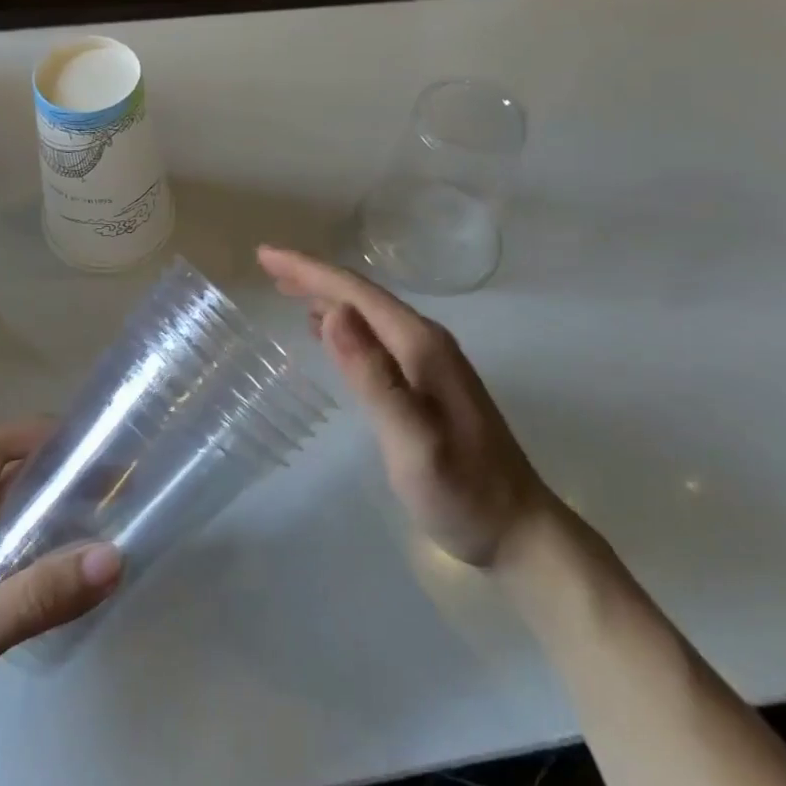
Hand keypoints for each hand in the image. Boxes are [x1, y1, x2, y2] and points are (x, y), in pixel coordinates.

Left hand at [0, 423, 121, 785]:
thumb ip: (38, 594)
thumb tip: (115, 557)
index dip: (41, 433)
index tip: (92, 443)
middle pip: (2, 476)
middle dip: (54, 473)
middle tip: (109, 483)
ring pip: (3, 518)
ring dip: (47, 514)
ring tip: (99, 521)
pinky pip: (1, 556)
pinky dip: (35, 553)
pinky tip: (65, 574)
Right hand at [258, 247, 554, 567]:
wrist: (518, 530)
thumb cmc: (462, 491)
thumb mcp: (413, 441)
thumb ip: (374, 377)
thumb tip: (334, 313)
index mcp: (419, 344)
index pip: (356, 292)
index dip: (309, 270)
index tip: (266, 255)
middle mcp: (425, 340)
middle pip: (361, 295)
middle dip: (312, 276)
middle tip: (268, 266)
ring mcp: (429, 360)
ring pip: (367, 313)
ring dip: (326, 296)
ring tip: (286, 290)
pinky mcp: (426, 381)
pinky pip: (375, 335)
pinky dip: (344, 324)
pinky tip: (326, 331)